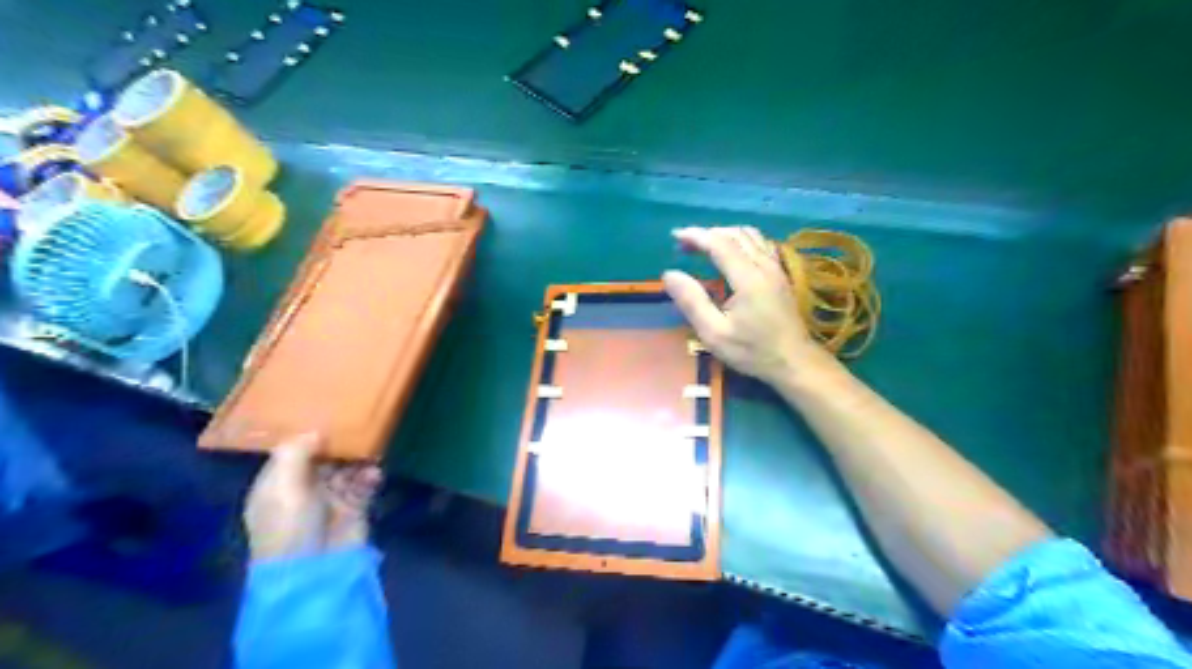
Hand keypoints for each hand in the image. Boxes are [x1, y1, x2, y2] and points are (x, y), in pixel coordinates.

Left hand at [245, 437, 384, 560]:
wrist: (316, 570)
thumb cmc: (290, 526)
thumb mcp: (283, 488)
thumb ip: (295, 454)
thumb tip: (314, 430)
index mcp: (278, 485)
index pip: (292, 453)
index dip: (308, 435)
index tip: (328, 413)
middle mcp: (304, 488)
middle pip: (324, 457)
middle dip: (338, 443)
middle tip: (357, 423)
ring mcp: (331, 498)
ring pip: (347, 467)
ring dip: (358, 458)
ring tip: (370, 449)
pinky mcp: (355, 507)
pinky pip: (365, 483)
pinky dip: (370, 475)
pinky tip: (373, 473)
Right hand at [656, 224, 831, 387]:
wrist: (794, 361)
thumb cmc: (752, 351)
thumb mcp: (714, 333)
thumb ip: (692, 302)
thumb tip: (670, 274)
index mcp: (747, 278)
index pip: (719, 243)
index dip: (696, 236)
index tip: (675, 236)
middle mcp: (764, 265)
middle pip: (735, 234)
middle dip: (708, 233)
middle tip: (686, 245)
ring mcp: (776, 268)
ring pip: (751, 235)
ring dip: (725, 235)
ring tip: (706, 246)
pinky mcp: (781, 274)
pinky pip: (761, 244)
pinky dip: (742, 240)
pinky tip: (733, 253)